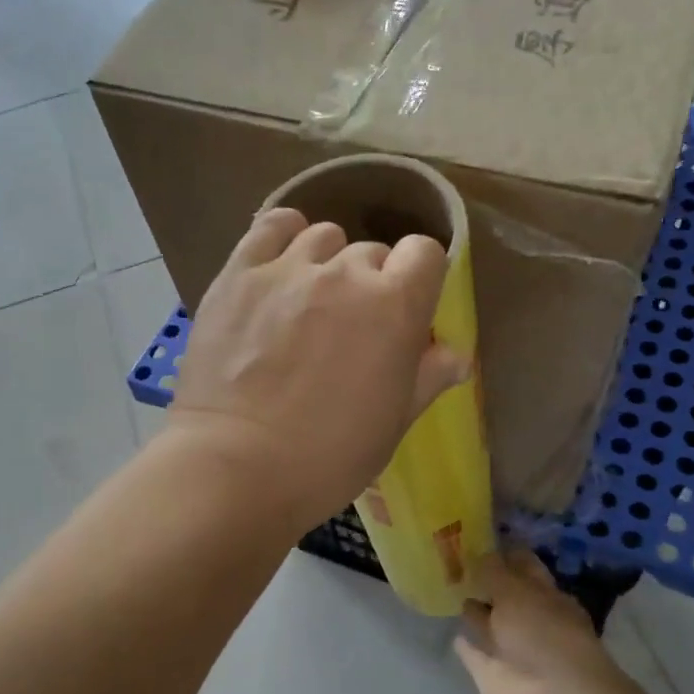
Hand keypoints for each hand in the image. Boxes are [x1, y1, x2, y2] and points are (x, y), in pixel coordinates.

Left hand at [169, 207, 468, 534]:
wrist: (237, 466)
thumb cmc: (328, 456)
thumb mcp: (394, 423)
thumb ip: (428, 377)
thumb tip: (456, 356)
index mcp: (395, 305)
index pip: (425, 253)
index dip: (419, 278)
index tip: (407, 307)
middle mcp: (345, 272)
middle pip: (372, 252)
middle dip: (371, 282)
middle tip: (352, 326)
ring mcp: (287, 269)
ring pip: (324, 237)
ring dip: (328, 262)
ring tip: (311, 300)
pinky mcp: (238, 274)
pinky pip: (270, 227)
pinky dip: (283, 235)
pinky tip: (281, 262)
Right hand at [454, 551, 624, 693]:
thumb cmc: (541, 631)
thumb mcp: (515, 589)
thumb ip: (494, 572)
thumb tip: (481, 554)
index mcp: (544, 594)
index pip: (523, 565)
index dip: (506, 554)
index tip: (481, 540)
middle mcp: (530, 619)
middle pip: (506, 597)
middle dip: (488, 585)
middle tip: (459, 566)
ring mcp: (512, 649)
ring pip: (491, 626)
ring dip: (477, 615)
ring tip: (457, 597)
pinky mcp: (494, 676)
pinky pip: (476, 656)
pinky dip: (468, 649)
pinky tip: (457, 638)